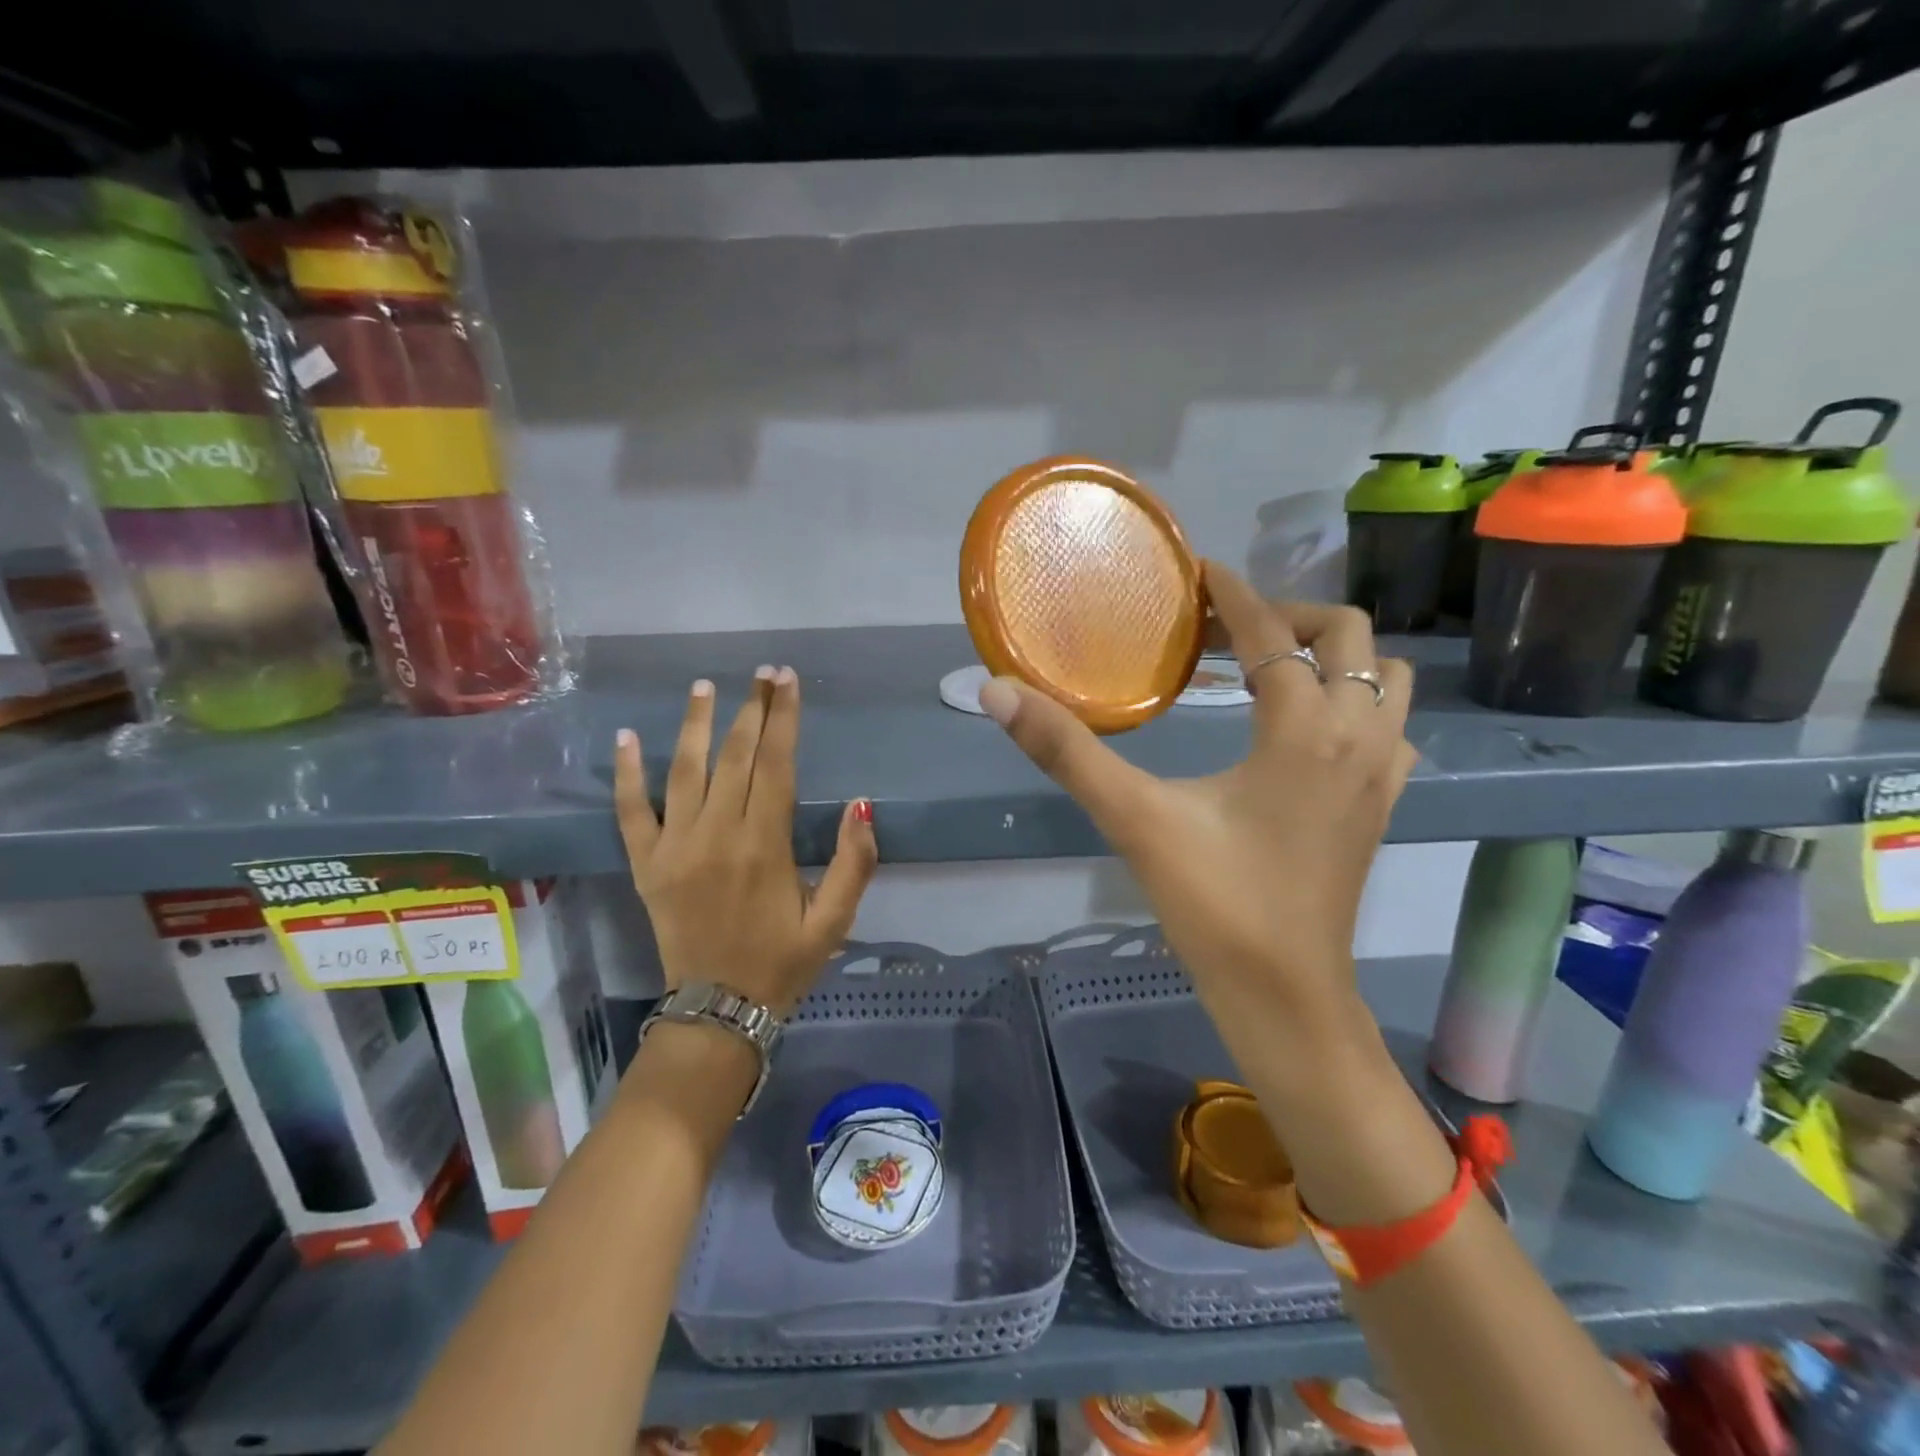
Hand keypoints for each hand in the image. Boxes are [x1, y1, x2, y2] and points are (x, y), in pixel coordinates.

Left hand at [614, 667, 877, 1014]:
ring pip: (685, 771)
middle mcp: (717, 835)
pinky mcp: (646, 864)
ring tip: (705, 686)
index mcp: (765, 845)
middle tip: (762, 674)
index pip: (776, 765)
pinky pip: (631, 811)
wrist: (718, 1011)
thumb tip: (859, 804)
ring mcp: (675, 847)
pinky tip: (629, 737)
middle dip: (751, 709)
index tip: (787, 681)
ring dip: (696, 724)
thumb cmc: (782, 963)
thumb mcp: (834, 921)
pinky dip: (627, 773)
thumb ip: (854, 863)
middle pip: (735, 757)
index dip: (783, 719)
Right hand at [978, 564, 1414, 1040]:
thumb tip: (997, 690)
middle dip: (1288, 616)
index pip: (1272, 632)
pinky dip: (1354, 703)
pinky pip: (1388, 726)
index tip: (1196, 572)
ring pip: (1385, 678)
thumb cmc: (1215, 904)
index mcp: (1303, 728)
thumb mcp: (1133, 818)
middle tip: (1225, 632)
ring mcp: (1379, 774)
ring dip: (1332, 657)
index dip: (1233, 593)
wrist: (1285, 997)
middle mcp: (1356, 737)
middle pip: (1349, 636)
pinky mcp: (1380, 807)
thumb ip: (1066, 751)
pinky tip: (1304, 730)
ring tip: (1267, 670)